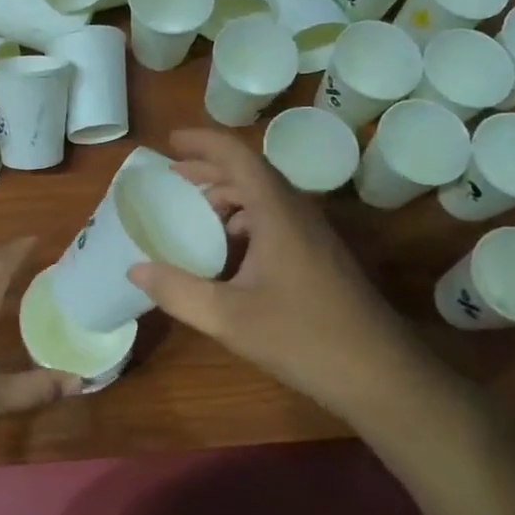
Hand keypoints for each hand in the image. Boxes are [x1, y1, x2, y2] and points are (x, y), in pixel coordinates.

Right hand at [129, 129, 421, 421]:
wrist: (379, 373)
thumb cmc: (302, 337)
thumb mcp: (228, 317)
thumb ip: (178, 291)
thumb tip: (136, 269)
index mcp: (276, 213)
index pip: (237, 157)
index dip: (202, 143)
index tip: (170, 141)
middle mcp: (297, 213)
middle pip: (250, 174)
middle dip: (209, 170)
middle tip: (172, 178)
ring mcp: (313, 235)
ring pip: (265, 199)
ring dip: (227, 199)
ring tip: (193, 217)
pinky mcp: (320, 257)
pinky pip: (275, 222)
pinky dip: (244, 223)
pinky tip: (228, 255)